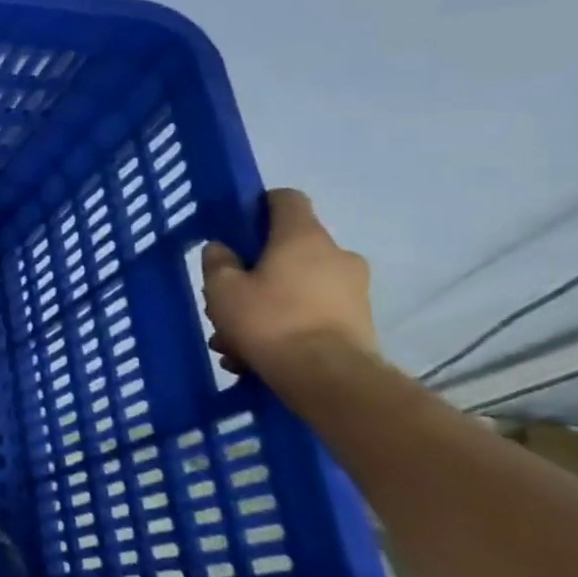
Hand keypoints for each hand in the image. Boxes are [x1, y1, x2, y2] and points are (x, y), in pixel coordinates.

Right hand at [201, 189, 375, 377]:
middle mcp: (336, 254)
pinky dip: (285, 326)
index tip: (236, 228)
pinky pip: (311, 313)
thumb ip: (218, 263)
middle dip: (255, 272)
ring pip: (296, 286)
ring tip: (234, 341)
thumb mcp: (222, 290)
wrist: (329, 378)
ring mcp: (353, 289)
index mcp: (303, 236)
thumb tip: (222, 249)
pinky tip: (256, 356)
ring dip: (265, 305)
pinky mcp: (359, 322)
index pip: (285, 198)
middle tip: (227, 300)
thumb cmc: (270, 321)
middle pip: (287, 249)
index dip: (258, 206)